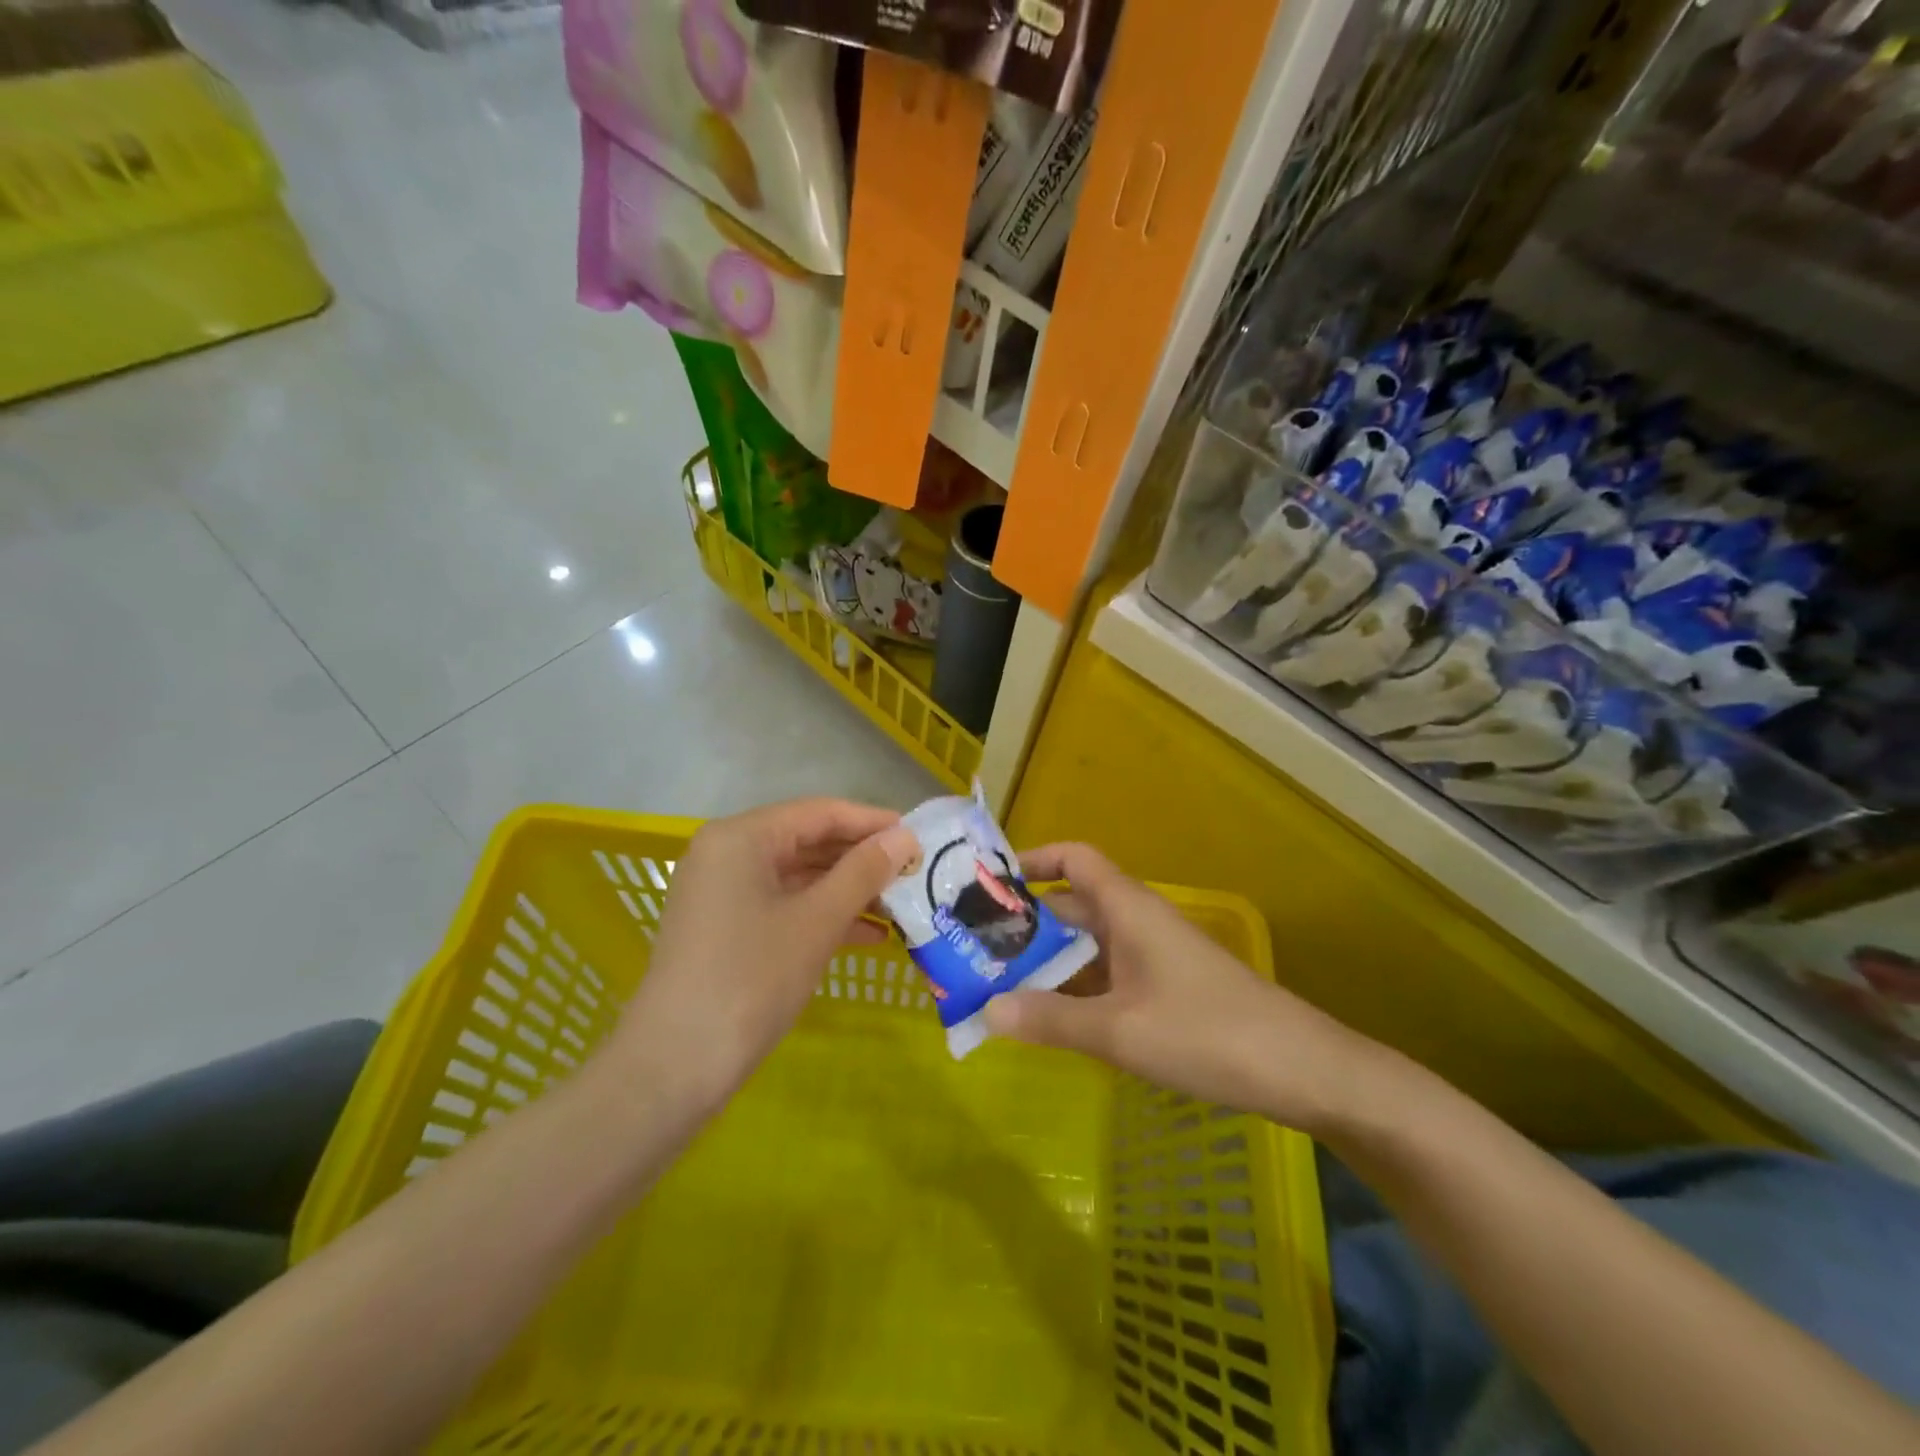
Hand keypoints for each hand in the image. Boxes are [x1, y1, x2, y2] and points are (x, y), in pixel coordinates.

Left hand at [610, 799, 916, 1113]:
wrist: (675, 1066)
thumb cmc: (752, 978)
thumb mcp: (817, 921)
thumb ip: (863, 872)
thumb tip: (905, 837)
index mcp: (742, 837)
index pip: (820, 812)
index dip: (872, 822)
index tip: (918, 837)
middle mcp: (727, 853)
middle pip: (808, 842)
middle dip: (862, 859)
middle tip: (914, 873)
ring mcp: (723, 893)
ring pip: (798, 877)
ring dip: (848, 891)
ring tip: (900, 906)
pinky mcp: (726, 928)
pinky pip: (784, 906)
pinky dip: (822, 916)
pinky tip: (869, 936)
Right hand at [983, 843, 1365, 1132]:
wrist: (1302, 1070)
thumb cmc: (1206, 1033)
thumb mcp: (1119, 1031)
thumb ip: (1050, 1020)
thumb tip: (986, 1010)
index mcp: (1128, 908)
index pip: (1074, 858)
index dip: (1033, 860)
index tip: (991, 885)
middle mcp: (1137, 922)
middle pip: (1071, 906)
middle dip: (1025, 926)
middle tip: (976, 953)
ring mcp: (1153, 956)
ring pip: (1088, 946)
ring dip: (1047, 963)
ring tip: (999, 989)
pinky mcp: (1166, 988)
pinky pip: (1107, 976)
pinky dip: (1076, 990)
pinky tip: (1051, 1020)